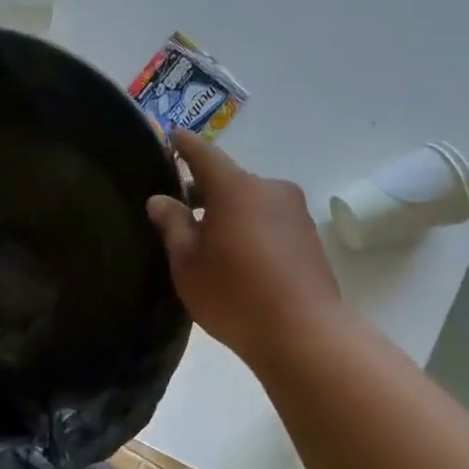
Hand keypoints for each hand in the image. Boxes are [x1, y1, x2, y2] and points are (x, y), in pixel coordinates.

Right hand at [146, 129, 340, 367]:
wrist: (303, 333)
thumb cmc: (233, 295)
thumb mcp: (187, 263)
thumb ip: (173, 225)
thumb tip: (161, 200)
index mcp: (236, 188)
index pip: (203, 154)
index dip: (184, 145)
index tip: (170, 135)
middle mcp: (269, 189)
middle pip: (228, 180)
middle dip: (202, 190)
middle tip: (177, 209)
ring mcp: (294, 212)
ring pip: (250, 201)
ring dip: (227, 211)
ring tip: (206, 239)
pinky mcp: (307, 236)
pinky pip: (268, 220)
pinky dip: (248, 227)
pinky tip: (236, 255)